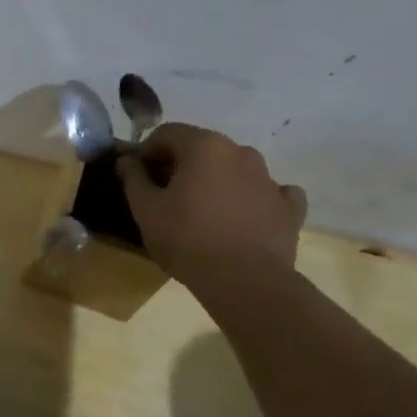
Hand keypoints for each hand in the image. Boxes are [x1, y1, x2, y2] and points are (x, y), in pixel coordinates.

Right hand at [117, 122, 307, 282]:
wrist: (246, 282)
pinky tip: (245, 215)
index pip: (167, 133)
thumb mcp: (146, 210)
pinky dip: (254, 198)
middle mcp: (240, 152)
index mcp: (204, 146)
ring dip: (217, 179)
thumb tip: (127, 160)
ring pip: (236, 168)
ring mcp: (269, 179)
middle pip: (202, 148)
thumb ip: (134, 178)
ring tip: (203, 209)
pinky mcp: (289, 208)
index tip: (138, 175)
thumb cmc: (187, 239)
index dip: (147, 151)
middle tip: (166, 193)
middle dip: (181, 164)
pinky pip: (270, 192)